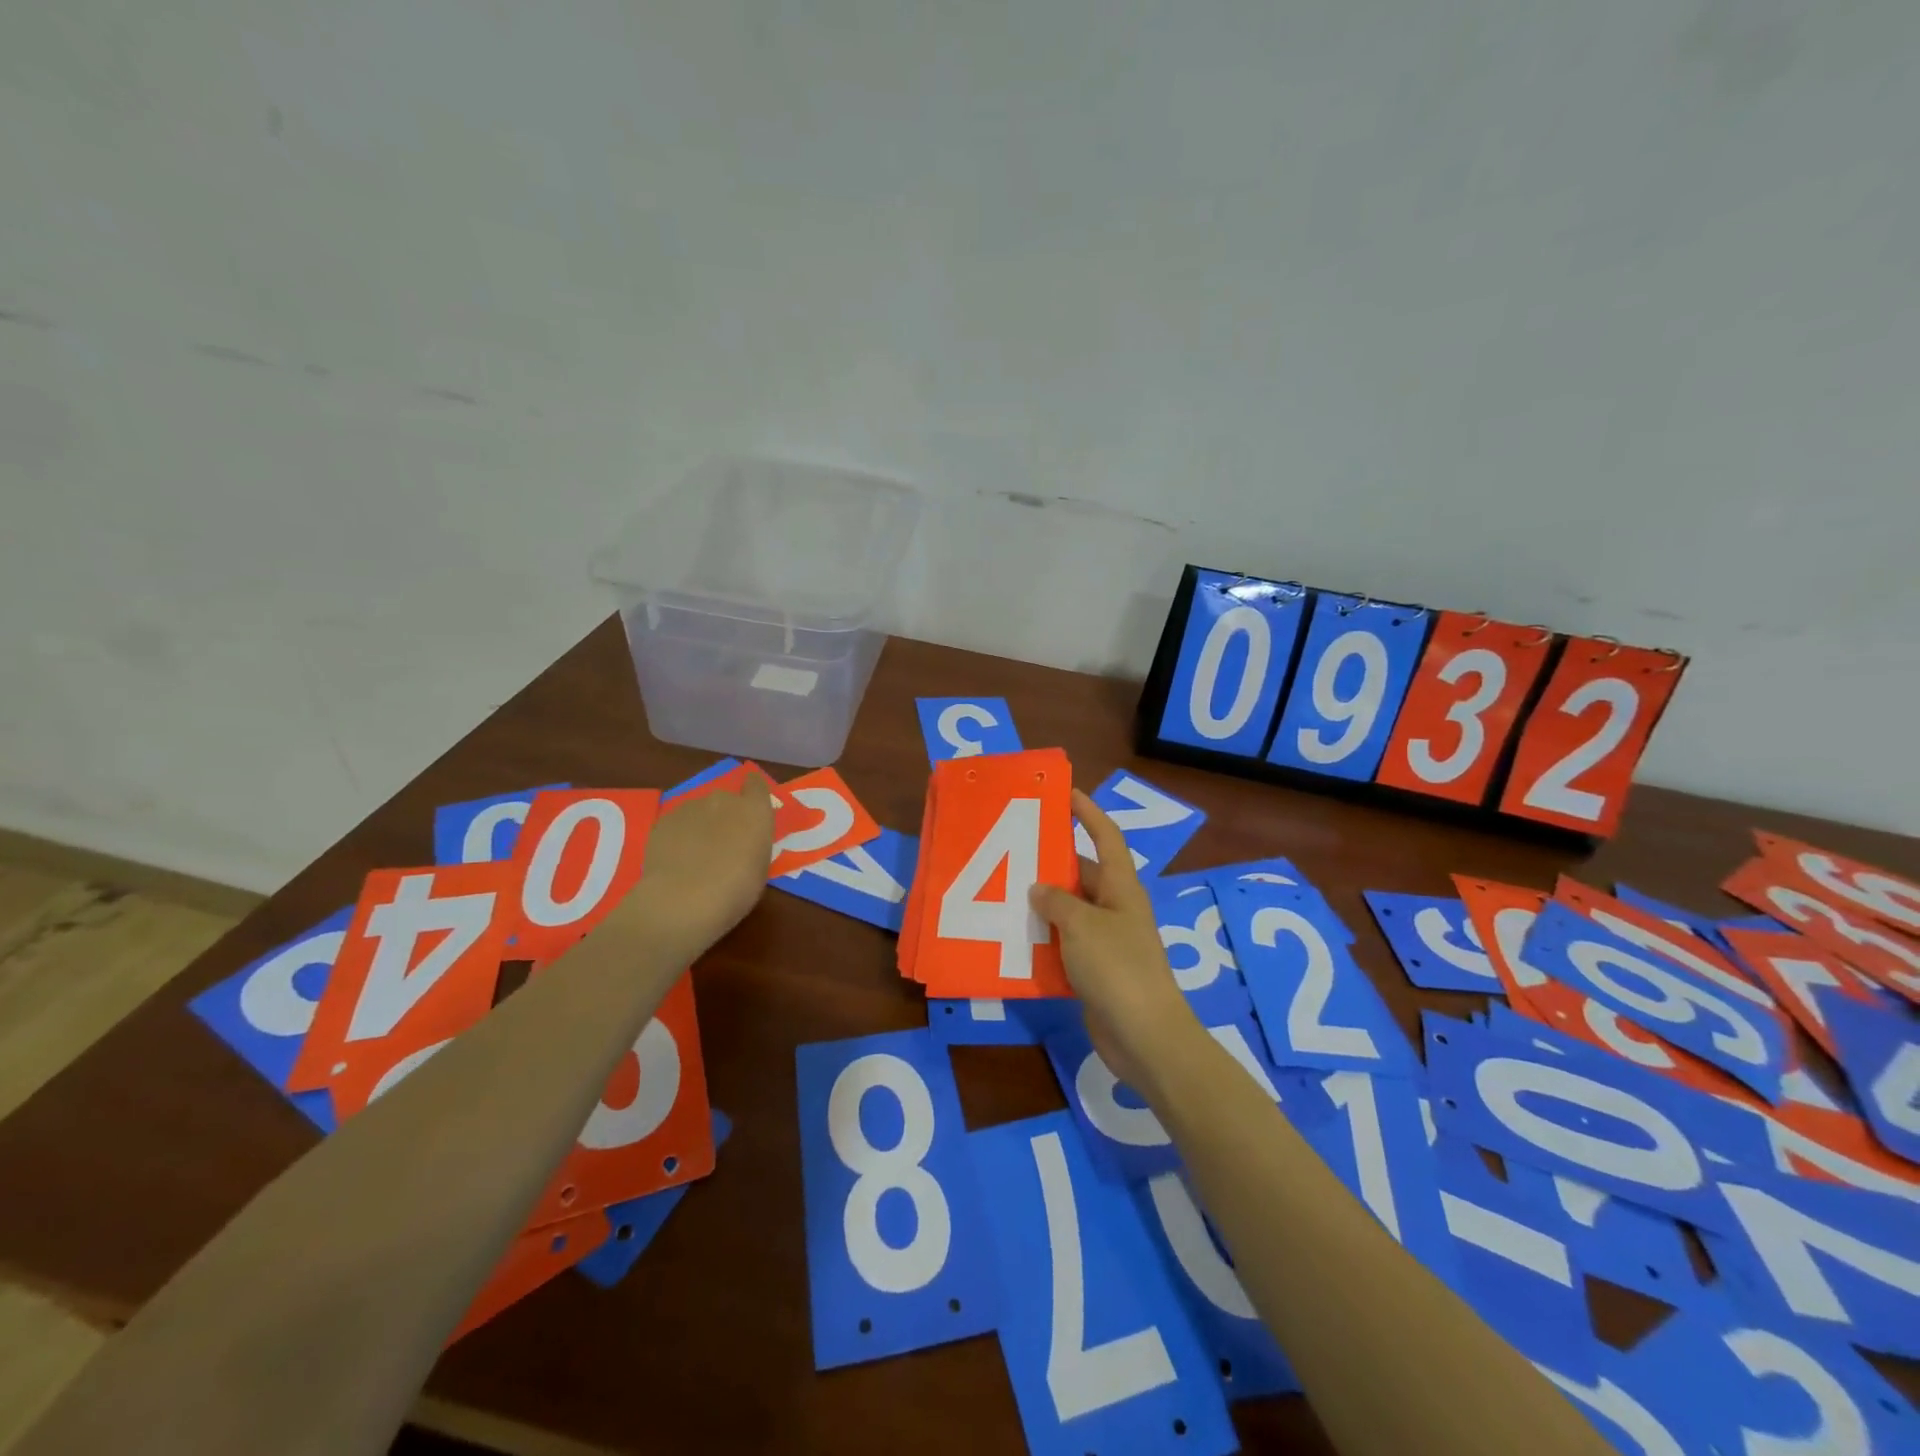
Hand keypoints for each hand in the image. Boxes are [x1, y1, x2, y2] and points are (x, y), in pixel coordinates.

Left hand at [623, 772, 774, 952]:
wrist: (683, 899)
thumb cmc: (736, 889)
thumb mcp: (760, 868)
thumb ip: (753, 844)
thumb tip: (742, 841)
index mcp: (754, 811)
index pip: (756, 784)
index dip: (753, 790)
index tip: (751, 803)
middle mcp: (723, 800)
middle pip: (726, 800)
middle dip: (725, 816)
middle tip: (722, 844)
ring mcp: (690, 807)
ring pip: (699, 811)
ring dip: (701, 826)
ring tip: (695, 856)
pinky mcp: (664, 820)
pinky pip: (677, 824)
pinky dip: (679, 836)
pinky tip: (676, 861)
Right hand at [1029, 790, 1202, 1094]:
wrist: (1145, 1036)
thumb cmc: (1118, 968)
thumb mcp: (1082, 926)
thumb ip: (1056, 901)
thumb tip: (1038, 887)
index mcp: (1122, 887)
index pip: (1106, 837)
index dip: (1088, 813)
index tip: (1065, 793)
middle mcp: (1115, 908)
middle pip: (1082, 874)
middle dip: (1050, 863)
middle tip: (1011, 851)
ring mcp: (1106, 940)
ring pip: (1069, 911)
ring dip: (1041, 904)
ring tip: (1001, 891)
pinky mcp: (1095, 970)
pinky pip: (1064, 944)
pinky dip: (1043, 940)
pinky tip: (1013, 938)